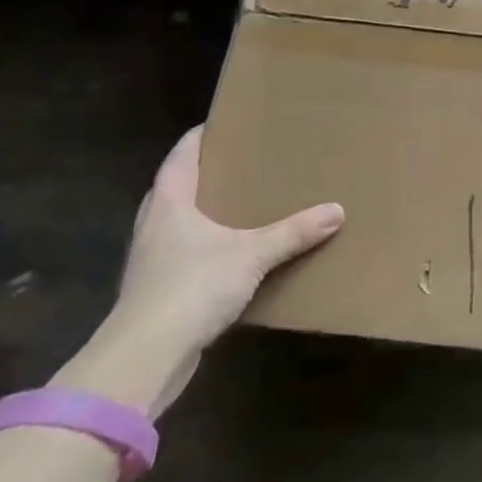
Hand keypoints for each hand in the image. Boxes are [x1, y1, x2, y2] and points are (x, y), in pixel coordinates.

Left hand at [52, 126, 343, 417]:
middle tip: (242, 162)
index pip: (181, 156)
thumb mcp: (252, 255)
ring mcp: (151, 260)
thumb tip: (337, 210)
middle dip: (206, 174)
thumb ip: (294, 232)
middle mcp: (154, 225)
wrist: (144, 358)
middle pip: (176, 187)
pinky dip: (206, 247)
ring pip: (178, 223)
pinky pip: (184, 255)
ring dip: (205, 213)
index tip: (225, 123)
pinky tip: (232, 255)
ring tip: (242, 205)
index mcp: (169, 202)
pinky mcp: (156, 292)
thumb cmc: (191, 287)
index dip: (200, 137)